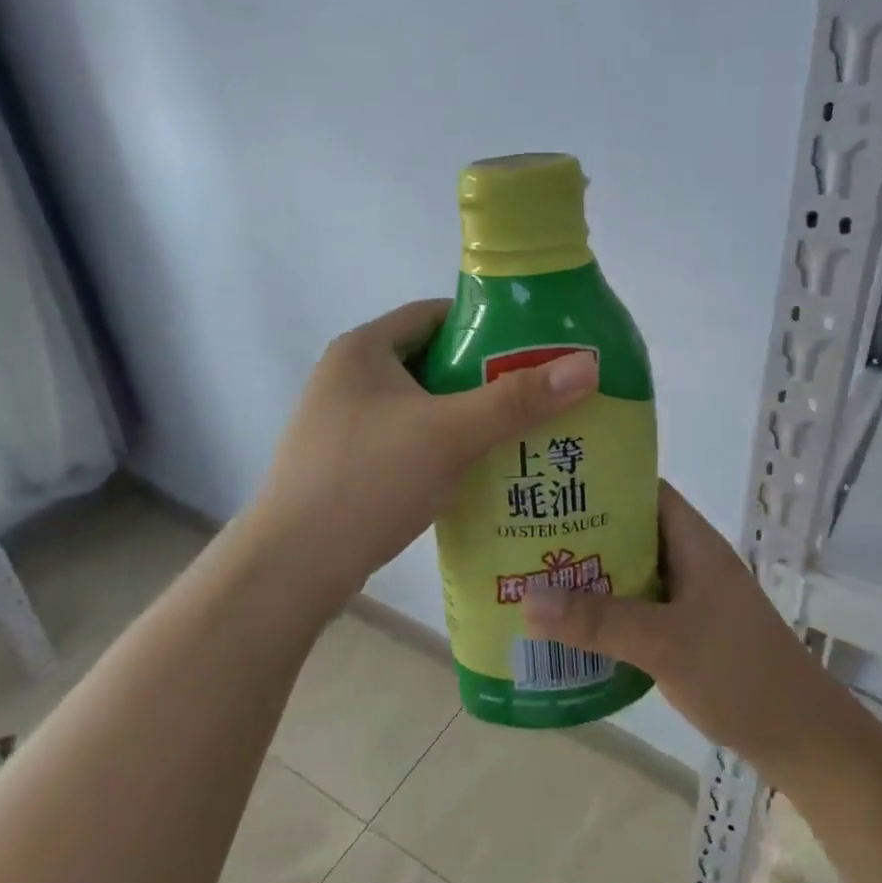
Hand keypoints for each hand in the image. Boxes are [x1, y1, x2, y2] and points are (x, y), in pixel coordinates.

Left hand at [238, 299, 598, 607]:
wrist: (293, 568)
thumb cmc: (368, 480)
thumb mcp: (450, 433)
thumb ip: (518, 399)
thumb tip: (588, 364)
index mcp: (363, 349)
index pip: (436, 314)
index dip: (487, 324)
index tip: (534, 345)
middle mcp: (348, 377)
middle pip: (433, 361)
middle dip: (484, 376)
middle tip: (537, 394)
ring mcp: (344, 422)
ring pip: (422, 405)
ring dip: (466, 416)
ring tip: (520, 432)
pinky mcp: (347, 462)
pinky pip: (408, 439)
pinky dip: (443, 446)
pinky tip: (478, 470)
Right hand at [521, 482, 848, 774]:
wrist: (801, 738)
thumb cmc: (738, 673)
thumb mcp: (663, 642)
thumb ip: (598, 620)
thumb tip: (527, 598)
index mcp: (694, 543)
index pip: (646, 490)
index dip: (603, 482)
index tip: (552, 487)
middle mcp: (692, 561)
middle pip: (632, 532)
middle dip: (585, 533)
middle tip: (529, 537)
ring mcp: (693, 598)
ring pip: (634, 573)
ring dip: (593, 576)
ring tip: (537, 579)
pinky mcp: (690, 632)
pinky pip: (640, 608)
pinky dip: (609, 612)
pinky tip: (573, 628)